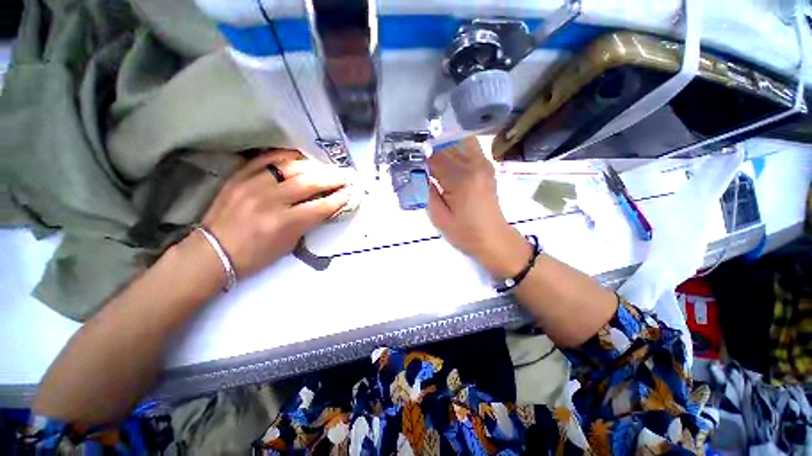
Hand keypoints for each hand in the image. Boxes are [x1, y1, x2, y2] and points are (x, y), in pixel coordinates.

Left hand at [198, 150, 350, 279]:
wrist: (213, 252)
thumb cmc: (255, 255)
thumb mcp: (289, 244)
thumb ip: (308, 222)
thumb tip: (324, 205)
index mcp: (284, 223)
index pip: (321, 206)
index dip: (339, 198)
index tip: (350, 192)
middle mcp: (271, 201)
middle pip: (310, 183)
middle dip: (332, 179)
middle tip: (345, 176)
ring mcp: (253, 185)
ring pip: (291, 167)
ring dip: (314, 166)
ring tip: (326, 167)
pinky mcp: (240, 177)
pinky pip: (266, 159)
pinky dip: (285, 155)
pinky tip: (299, 157)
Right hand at [427, 138, 529, 277]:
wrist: (493, 238)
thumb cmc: (465, 233)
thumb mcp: (439, 217)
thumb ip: (427, 192)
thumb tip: (420, 172)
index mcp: (461, 179)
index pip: (435, 156)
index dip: (421, 158)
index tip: (411, 164)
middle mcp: (474, 165)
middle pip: (447, 145)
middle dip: (431, 151)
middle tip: (420, 163)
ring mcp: (484, 164)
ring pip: (459, 141)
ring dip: (444, 146)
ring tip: (435, 161)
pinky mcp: (487, 167)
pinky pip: (470, 147)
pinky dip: (456, 148)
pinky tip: (449, 160)